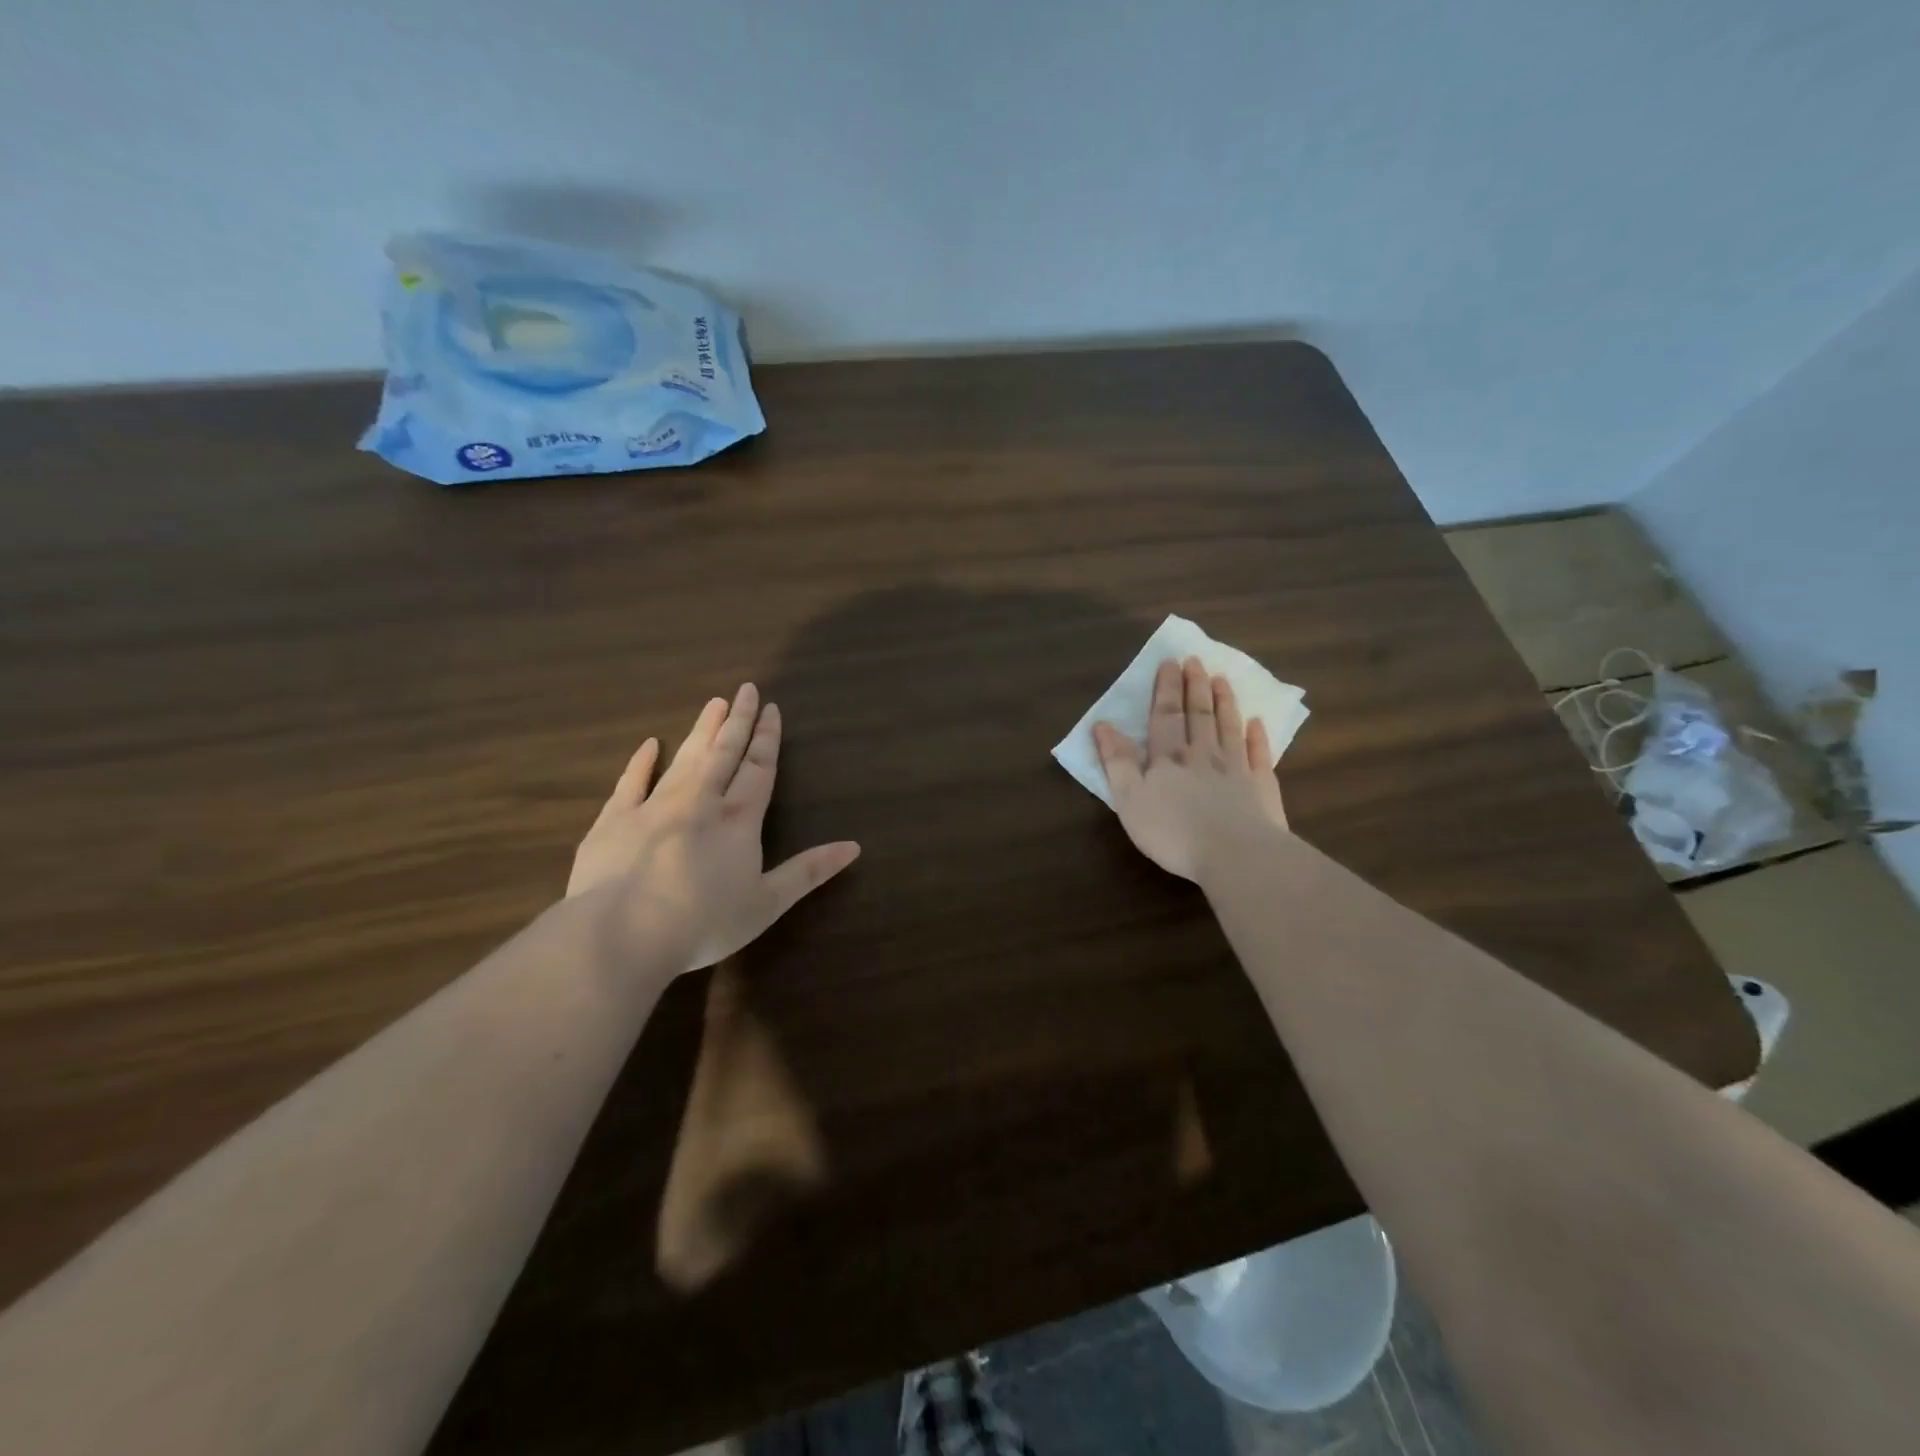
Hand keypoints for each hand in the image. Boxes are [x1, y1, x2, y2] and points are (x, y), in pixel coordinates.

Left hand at [569, 684, 859, 974]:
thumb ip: (808, 872)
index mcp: (739, 820)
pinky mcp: (615, 820)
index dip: (767, 739)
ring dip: (702, 731)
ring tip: (713, 704)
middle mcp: (700, 802)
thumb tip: (853, 847)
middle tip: (745, 689)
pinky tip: (651, 744)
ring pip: (685, 759)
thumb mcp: (767, 903)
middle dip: (738, 721)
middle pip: (724, 753)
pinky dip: (642, 762)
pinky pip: (631, 782)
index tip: (771, 709)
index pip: (758, 769)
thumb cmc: (703, 922)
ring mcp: (654, 806)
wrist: (622, 932)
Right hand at [1093, 657, 1288, 881]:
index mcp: (1168, 758)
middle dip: (1195, 686)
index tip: (1170, 662)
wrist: (1234, 854)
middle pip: (1199, 714)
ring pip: (1229, 727)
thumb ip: (1116, 762)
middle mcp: (1203, 755)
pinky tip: (1257, 722)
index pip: (1166, 716)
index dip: (1166, 689)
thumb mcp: (1129, 800)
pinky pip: (1259, 754)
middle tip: (1196, 660)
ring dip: (1224, 702)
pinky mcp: (1262, 787)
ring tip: (1222, 679)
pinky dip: (1257, 736)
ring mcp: (1236, 769)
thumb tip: (1102, 725)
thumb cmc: (1173, 831)